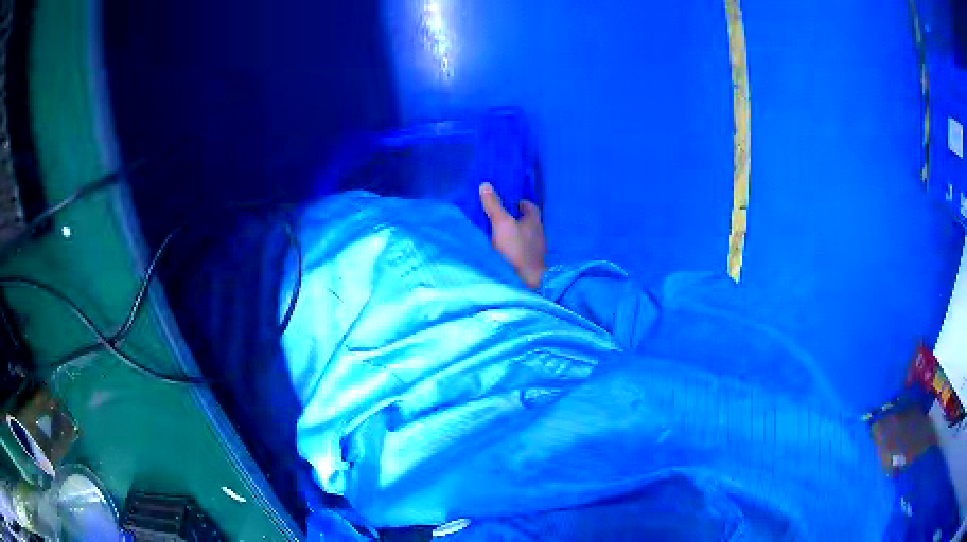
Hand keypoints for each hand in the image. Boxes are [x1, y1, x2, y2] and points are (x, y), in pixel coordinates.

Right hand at [479, 182, 545, 288]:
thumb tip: (485, 185)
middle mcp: (538, 233)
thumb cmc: (516, 249)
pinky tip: (504, 252)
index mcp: (534, 221)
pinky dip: (515, 248)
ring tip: (500, 233)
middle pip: (528, 221)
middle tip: (501, 216)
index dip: (520, 203)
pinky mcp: (531, 263)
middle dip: (516, 218)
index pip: (530, 206)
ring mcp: (536, 250)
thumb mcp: (501, 224)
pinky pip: (523, 250)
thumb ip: (494, 205)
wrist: (527, 282)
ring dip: (515, 234)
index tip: (509, 202)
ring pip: (526, 236)